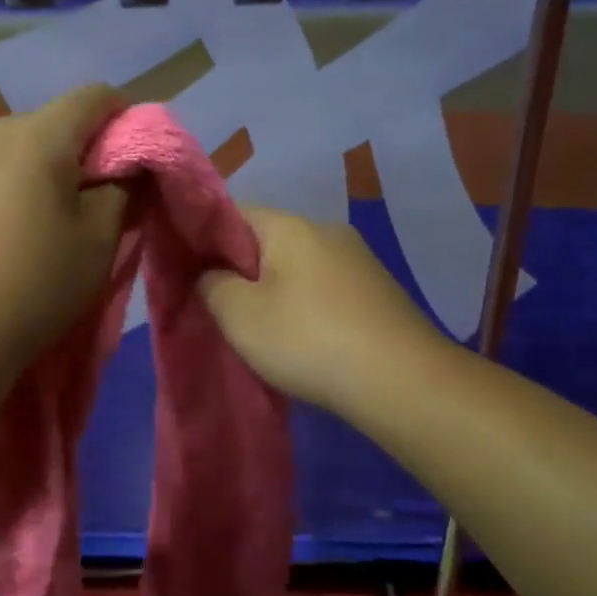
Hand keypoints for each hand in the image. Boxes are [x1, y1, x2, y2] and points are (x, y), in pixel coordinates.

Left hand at [0, 85, 127, 382]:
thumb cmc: (31, 289)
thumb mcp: (98, 243)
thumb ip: (121, 192)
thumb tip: (122, 171)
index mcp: (34, 136)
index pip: (93, 97)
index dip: (122, 120)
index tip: (127, 163)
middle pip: (44, 125)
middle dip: (71, 154)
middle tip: (80, 206)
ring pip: (3, 152)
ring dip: (25, 175)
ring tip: (25, 229)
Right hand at [200, 206, 436, 417]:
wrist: (403, 382)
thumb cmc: (308, 340)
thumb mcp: (240, 315)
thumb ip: (212, 285)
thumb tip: (211, 273)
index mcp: (290, 225)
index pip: (233, 214)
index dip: (205, 240)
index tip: (192, 275)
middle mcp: (328, 230)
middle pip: (267, 241)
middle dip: (242, 271)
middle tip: (225, 311)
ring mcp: (359, 261)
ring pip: (299, 268)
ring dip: (277, 292)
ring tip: (264, 332)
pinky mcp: (379, 292)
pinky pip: (327, 289)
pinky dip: (308, 308)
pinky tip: (307, 341)